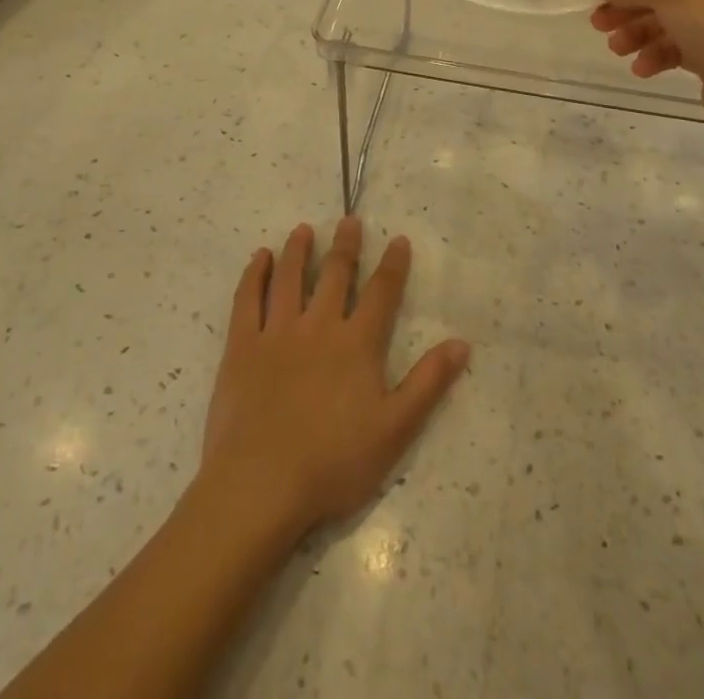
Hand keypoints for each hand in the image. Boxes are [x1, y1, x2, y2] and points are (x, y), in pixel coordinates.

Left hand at [199, 218, 468, 541]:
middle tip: (349, 220)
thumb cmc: (333, 463)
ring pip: (290, 278)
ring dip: (299, 250)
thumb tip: (461, 343)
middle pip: (335, 274)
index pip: (381, 293)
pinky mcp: (242, 346)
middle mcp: (318, 326)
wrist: (261, 485)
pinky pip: (247, 299)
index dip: (393, 265)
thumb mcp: (395, 430)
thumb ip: (428, 383)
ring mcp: (277, 332)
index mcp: (357, 344)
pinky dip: (254, 274)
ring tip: (304, 230)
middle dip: (346, 245)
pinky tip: (259, 258)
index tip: (398, 239)